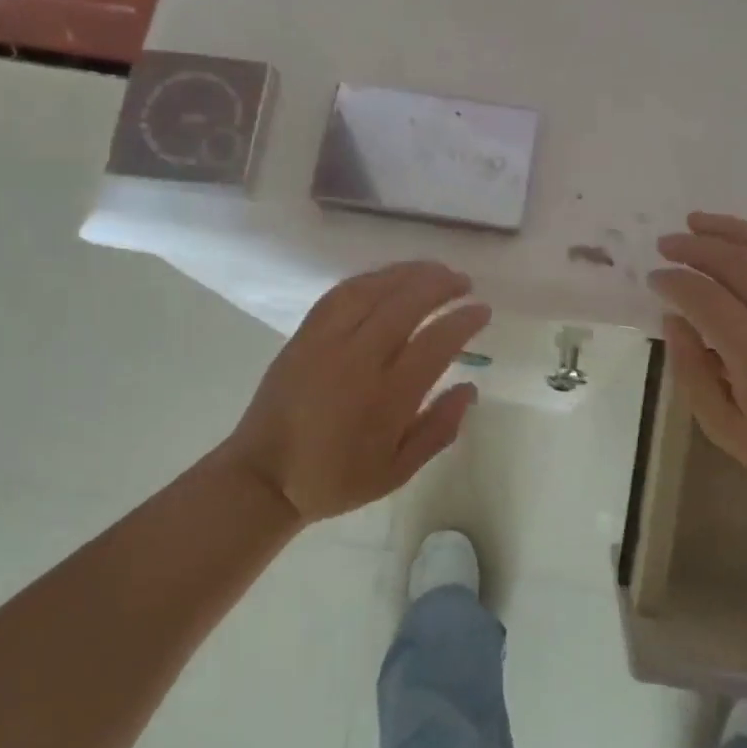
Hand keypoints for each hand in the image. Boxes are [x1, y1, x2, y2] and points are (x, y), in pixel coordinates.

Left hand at [223, 262, 489, 524]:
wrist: (264, 476)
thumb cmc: (335, 478)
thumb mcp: (397, 471)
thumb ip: (438, 429)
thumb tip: (470, 388)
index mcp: (386, 398)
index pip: (435, 343)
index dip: (463, 321)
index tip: (482, 310)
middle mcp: (357, 360)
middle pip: (406, 304)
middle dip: (441, 285)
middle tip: (464, 282)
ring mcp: (326, 342)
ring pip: (373, 290)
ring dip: (408, 273)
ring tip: (435, 269)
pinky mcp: (304, 334)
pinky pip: (341, 294)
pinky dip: (371, 279)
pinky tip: (389, 278)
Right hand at [649, 193, 746, 504]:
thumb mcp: (721, 424)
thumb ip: (691, 370)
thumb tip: (674, 319)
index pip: (705, 298)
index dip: (674, 282)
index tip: (653, 280)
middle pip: (736, 264)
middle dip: (694, 248)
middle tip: (665, 245)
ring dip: (732, 229)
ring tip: (697, 220)